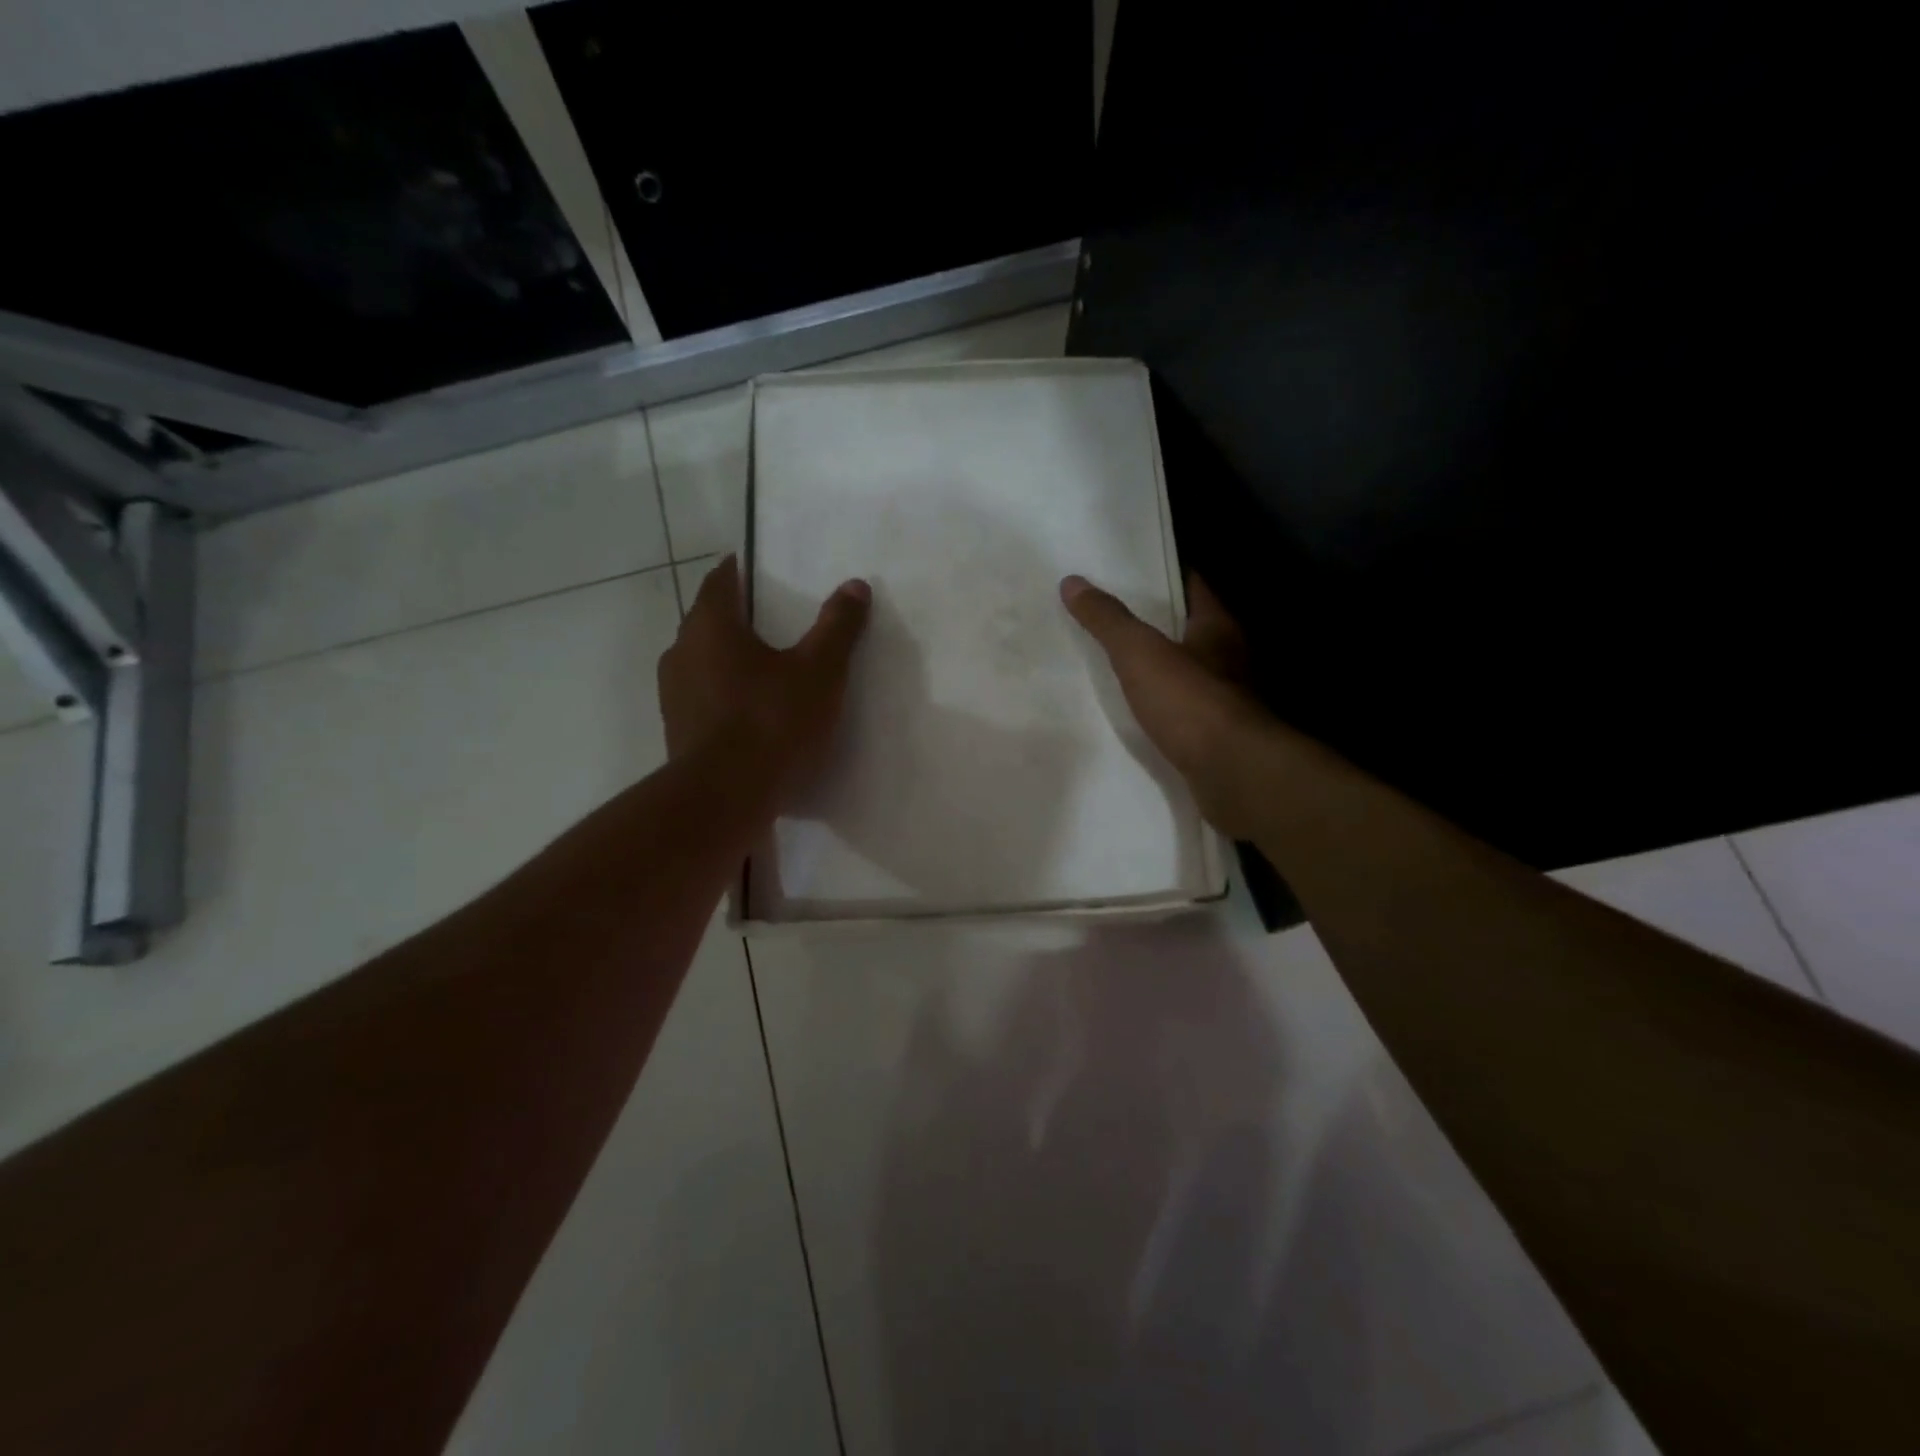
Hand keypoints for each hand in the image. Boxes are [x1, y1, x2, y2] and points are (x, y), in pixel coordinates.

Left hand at [660, 556, 870, 806]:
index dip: (740, 570)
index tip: (760, 569)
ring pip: (703, 661)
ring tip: (767, 667)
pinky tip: (752, 712)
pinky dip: (725, 693)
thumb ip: (838, 627)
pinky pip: (704, 697)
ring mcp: (674, 694)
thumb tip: (855, 585)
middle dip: (738, 616)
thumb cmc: (771, 722)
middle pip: (709, 621)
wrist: (724, 799)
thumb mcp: (819, 671)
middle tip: (775, 619)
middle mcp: (681, 652)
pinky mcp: (678, 730)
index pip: (720, 580)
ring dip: (729, 658)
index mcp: (710, 626)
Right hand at [1061, 573, 1270, 837]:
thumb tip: (1073, 582)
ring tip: (1114, 662)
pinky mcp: (1215, 736)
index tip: (1129, 568)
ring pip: (1187, 672)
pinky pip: (1182, 710)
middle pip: (1189, 629)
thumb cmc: (1190, 701)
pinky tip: (1135, 711)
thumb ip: (1108, 620)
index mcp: (1217, 628)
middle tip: (1110, 614)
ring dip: (1158, 667)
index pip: (1193, 586)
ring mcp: (1226, 700)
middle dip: (1155, 622)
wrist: (1233, 774)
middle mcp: (1228, 659)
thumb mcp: (1139, 653)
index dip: (1164, 574)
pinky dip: (1162, 706)